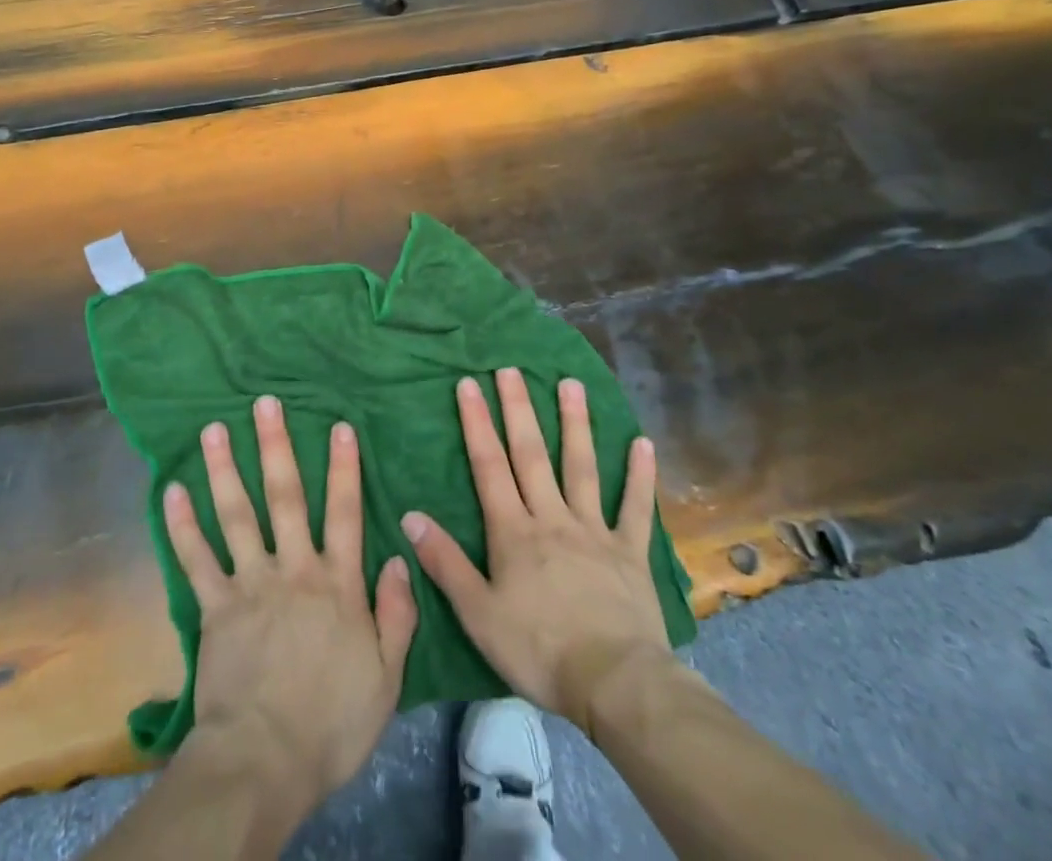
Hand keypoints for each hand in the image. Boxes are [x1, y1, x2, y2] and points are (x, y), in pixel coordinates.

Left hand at [164, 395, 418, 809]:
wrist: (265, 762)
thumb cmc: (332, 722)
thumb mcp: (386, 676)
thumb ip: (396, 613)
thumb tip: (398, 556)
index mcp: (337, 584)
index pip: (344, 513)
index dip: (344, 468)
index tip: (339, 425)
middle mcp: (293, 569)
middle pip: (285, 497)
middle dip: (276, 446)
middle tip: (264, 403)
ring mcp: (250, 583)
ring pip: (236, 514)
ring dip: (224, 469)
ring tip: (213, 428)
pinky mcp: (214, 606)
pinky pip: (195, 559)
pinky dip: (182, 525)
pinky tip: (172, 490)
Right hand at [401, 368, 670, 733]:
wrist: (614, 683)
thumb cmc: (538, 650)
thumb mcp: (478, 613)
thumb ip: (445, 563)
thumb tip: (409, 516)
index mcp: (514, 531)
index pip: (489, 466)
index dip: (477, 423)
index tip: (468, 384)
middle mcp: (553, 517)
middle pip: (532, 455)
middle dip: (519, 409)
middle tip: (511, 369)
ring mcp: (594, 531)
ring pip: (582, 467)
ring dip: (576, 424)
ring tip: (572, 384)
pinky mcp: (630, 552)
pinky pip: (635, 508)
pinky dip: (639, 476)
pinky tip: (642, 443)